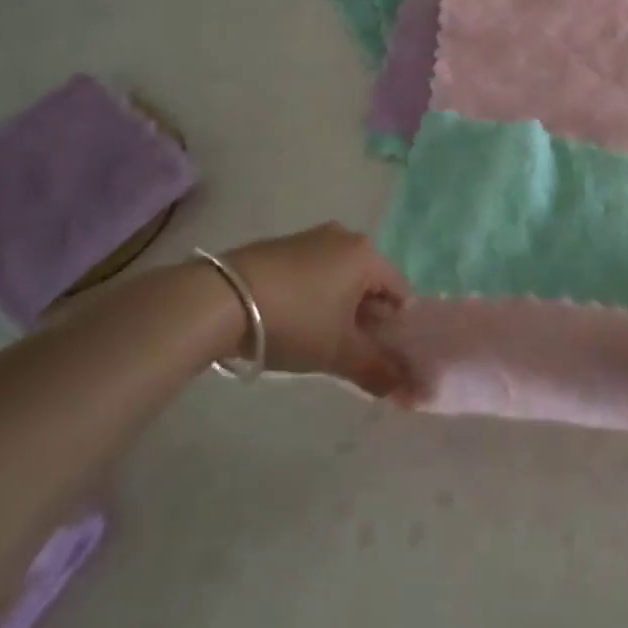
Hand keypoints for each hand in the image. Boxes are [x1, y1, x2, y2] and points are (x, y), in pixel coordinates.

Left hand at [221, 222, 411, 399]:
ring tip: (319, 342)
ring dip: (338, 310)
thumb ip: (377, 371)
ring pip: (339, 279)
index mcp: (366, 254)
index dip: (397, 329)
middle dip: (366, 320)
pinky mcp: (279, 247)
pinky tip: (294, 323)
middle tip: (351, 354)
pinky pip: (312, 274)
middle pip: (370, 284)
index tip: (382, 357)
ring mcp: (309, 237)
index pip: (400, 292)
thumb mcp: (339, 353)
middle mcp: (343, 237)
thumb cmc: (295, 320)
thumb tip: (407, 390)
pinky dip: (313, 297)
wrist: (220, 300)